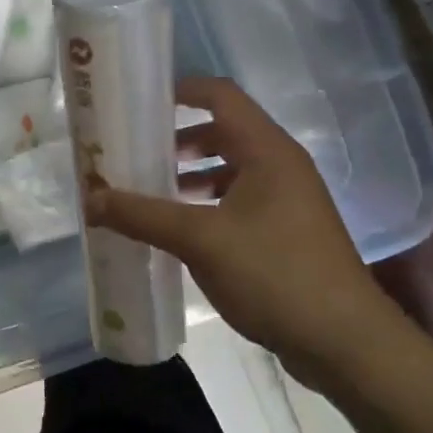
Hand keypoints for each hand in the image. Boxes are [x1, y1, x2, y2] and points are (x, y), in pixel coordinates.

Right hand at [87, 76, 389, 384]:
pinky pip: (237, 200)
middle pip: (222, 131)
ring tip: (149, 193)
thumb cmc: (274, 273)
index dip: (181, 90)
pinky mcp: (285, 232)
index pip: (221, 95)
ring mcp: (286, 200)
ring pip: (229, 169)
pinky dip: (204, 203)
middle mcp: (280, 166)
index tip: (139, 102)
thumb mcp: (199, 240)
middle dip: (176, 139)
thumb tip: (89, 199)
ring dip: (189, 175)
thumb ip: (142, 215)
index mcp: (267, 151)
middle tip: (135, 153)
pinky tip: (178, 229)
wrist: (344, 343)